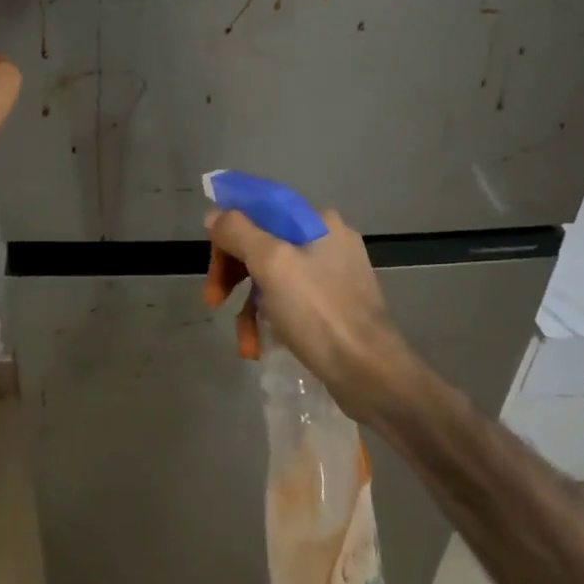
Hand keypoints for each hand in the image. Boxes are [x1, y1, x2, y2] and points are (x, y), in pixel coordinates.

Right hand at [202, 207, 412, 421]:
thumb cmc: (320, 312)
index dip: (229, 229)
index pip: (260, 209)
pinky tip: (260, 346)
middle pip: (262, 244)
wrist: (372, 375)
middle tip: (213, 299)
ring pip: (273, 278)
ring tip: (244, 340)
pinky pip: (290, 303)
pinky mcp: (335, 308)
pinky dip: (271, 321)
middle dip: (233, 273)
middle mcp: (327, 242)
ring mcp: (334, 276)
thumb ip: (238, 232)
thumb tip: (215, 215)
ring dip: (249, 307)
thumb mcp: (271, 264)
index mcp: (317, 222)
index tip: (211, 258)